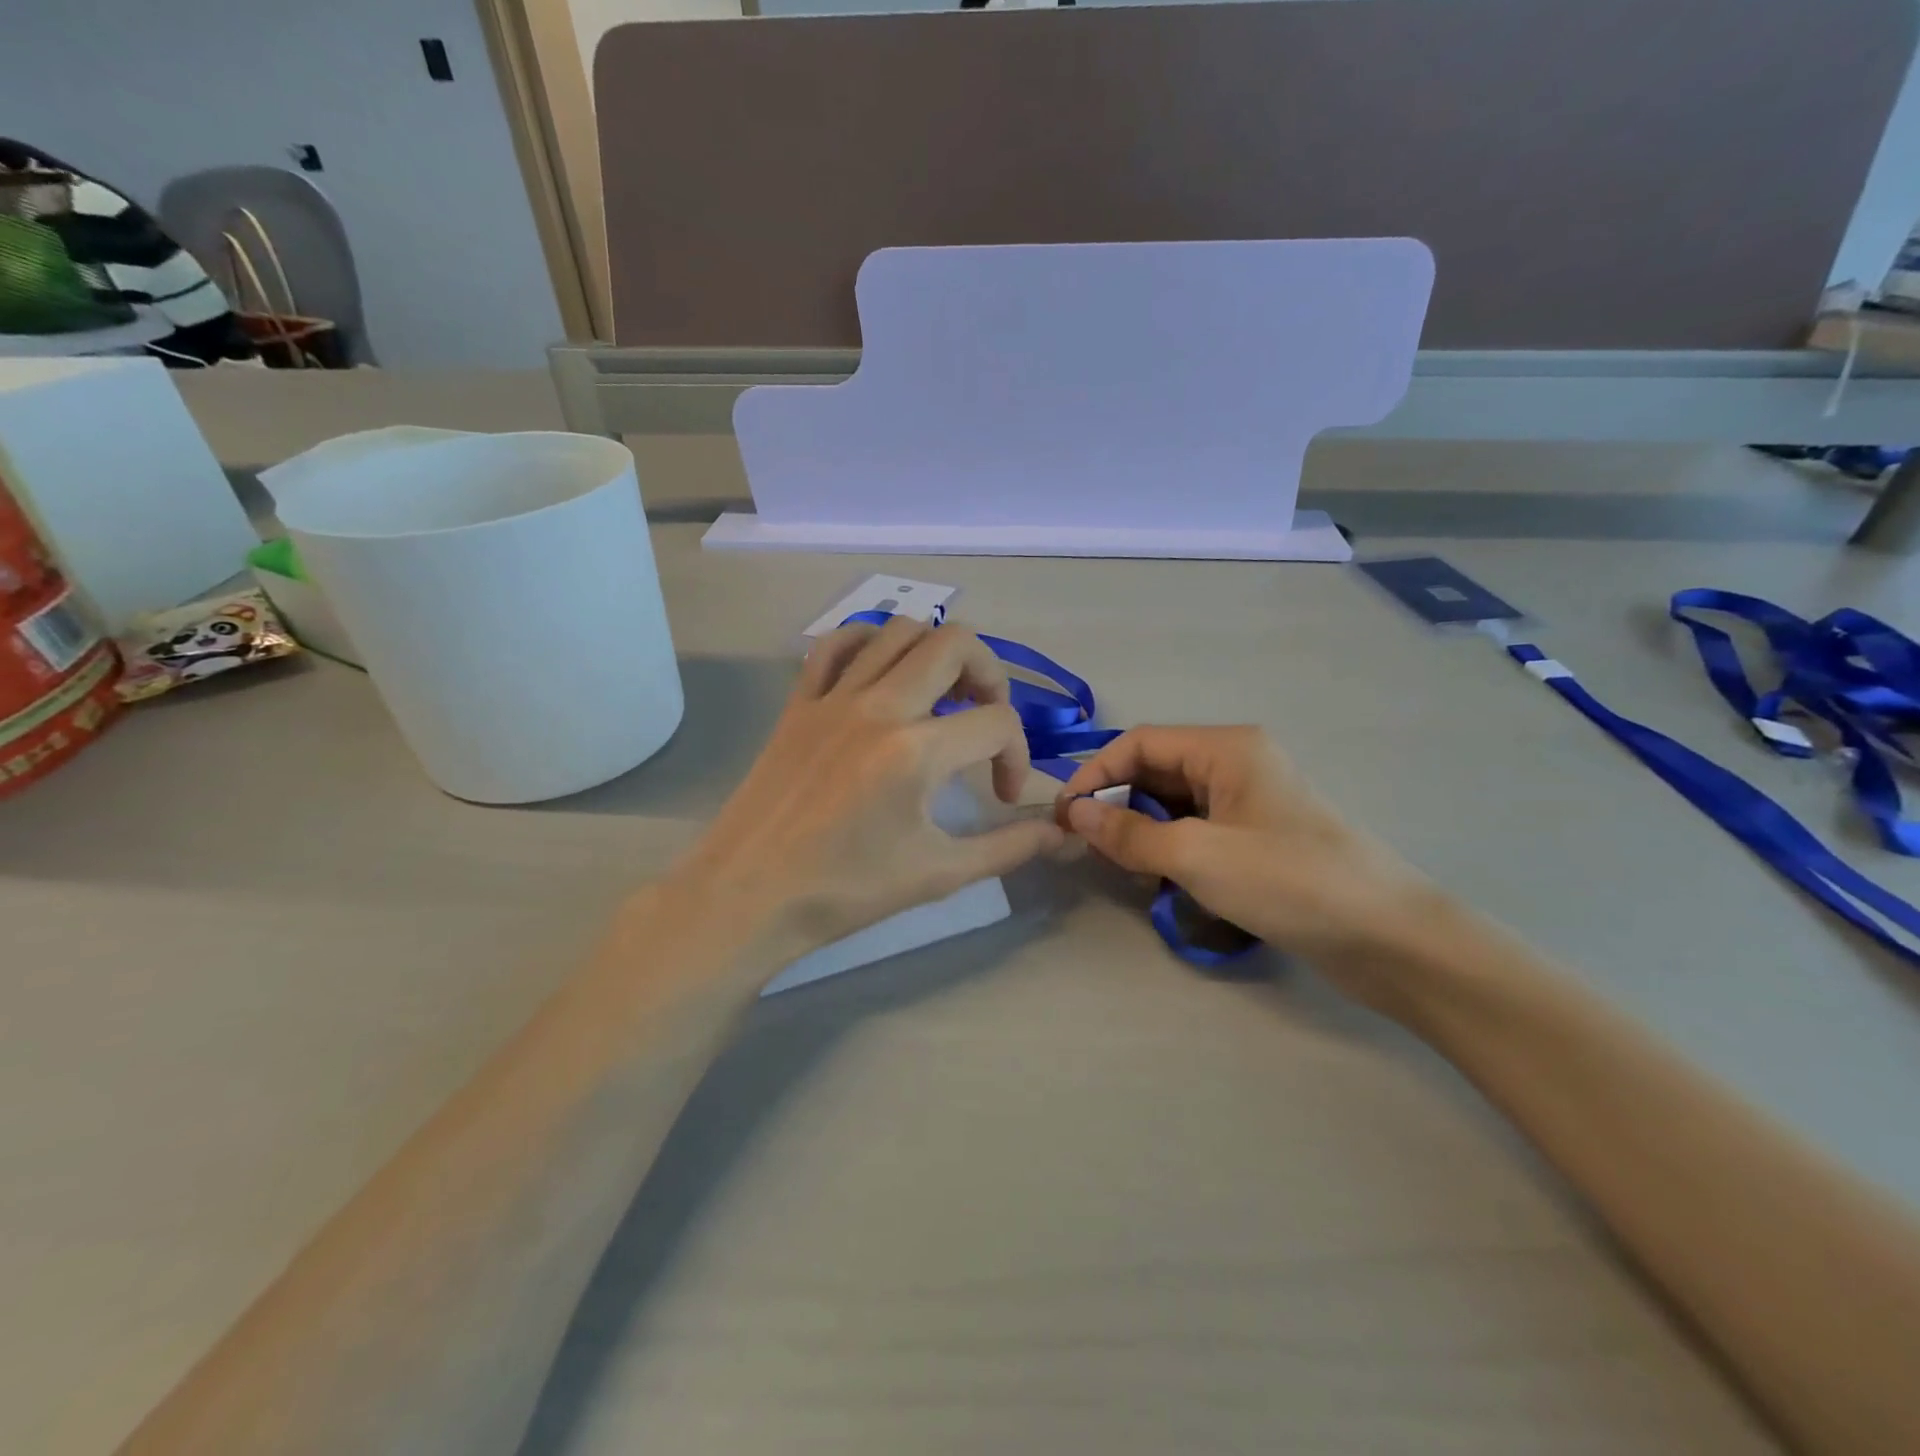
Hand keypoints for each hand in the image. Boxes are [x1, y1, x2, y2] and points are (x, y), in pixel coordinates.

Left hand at [667, 617, 1064, 965]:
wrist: (748, 895)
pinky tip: (881, 676)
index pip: (998, 723)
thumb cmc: (845, 891)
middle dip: (990, 676)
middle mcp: (879, 707)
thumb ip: (1008, 847)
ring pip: (899, 630)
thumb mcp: (938, 875)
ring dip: (935, 652)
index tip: (1000, 795)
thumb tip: (1061, 834)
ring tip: (941, 695)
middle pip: (957, 644)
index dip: (1017, 756)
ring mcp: (833, 697)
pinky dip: (869, 644)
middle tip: (985, 718)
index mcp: (916, 752)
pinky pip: (836, 644)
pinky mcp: (799, 702)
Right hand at [1058, 726, 1445, 1004]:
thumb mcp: (1198, 856)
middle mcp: (1238, 763)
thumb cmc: (1290, 882)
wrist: (1391, 938)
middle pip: (1157, 769)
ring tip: (1117, 863)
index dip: (1095, 774)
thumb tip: (1075, 815)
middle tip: (1085, 844)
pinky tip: (1157, 875)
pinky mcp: (1260, 836)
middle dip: (1117, 802)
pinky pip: (1198, 827)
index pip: (1141, 743)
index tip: (1065, 816)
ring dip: (1141, 827)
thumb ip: (1129, 834)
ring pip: (1175, 801)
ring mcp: (1251, 801)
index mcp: (1227, 748)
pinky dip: (1169, 845)